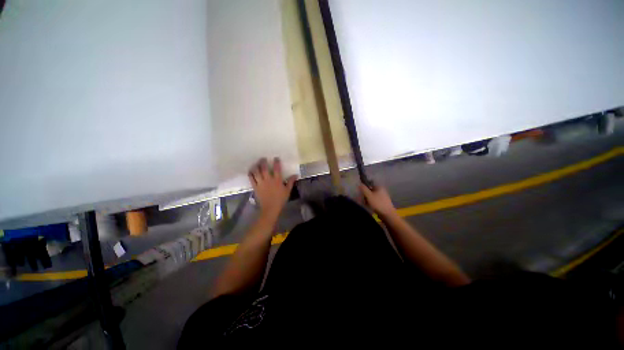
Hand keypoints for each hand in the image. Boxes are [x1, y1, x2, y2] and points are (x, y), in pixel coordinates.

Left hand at [248, 158, 296, 217]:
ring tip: (256, 163)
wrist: (270, 208)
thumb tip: (296, 175)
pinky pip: (251, 179)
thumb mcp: (288, 190)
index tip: (276, 158)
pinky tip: (250, 171)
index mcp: (277, 180)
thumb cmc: (280, 199)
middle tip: (263, 158)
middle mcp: (268, 179)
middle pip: (264, 168)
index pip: (277, 168)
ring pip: (257, 172)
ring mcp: (261, 183)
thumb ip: (291, 181)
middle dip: (263, 162)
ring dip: (256, 166)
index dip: (276, 162)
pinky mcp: (255, 187)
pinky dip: (250, 174)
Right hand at [359, 184, 395, 216]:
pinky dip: (371, 202)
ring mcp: (383, 196)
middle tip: (363, 199)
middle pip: (371, 190)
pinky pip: (375, 200)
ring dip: (368, 199)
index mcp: (379, 187)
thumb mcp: (369, 195)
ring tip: (366, 203)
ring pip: (372, 196)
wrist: (388, 214)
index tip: (361, 191)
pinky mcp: (383, 202)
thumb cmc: (377, 203)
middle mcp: (382, 190)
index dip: (364, 187)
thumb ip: (364, 189)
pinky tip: (370, 206)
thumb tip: (360, 183)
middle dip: (366, 194)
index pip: (370, 183)